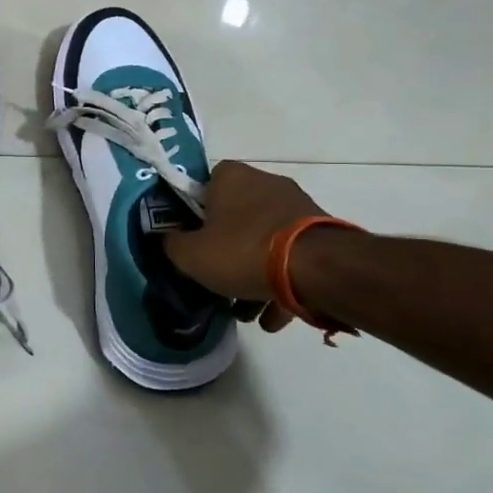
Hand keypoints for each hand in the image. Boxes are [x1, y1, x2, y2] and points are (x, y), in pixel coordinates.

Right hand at [165, 161, 326, 331]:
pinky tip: (272, 316)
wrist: (318, 269)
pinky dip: (281, 283)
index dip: (195, 212)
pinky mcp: (322, 233)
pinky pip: (291, 257)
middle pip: (236, 215)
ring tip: (246, 308)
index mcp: (232, 177)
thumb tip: (170, 240)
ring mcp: (297, 206)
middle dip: (226, 248)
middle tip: (217, 276)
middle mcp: (266, 182)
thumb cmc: (244, 252)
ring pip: (265, 240)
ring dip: (254, 272)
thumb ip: (172, 245)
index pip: (205, 184)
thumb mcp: (191, 255)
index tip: (192, 239)